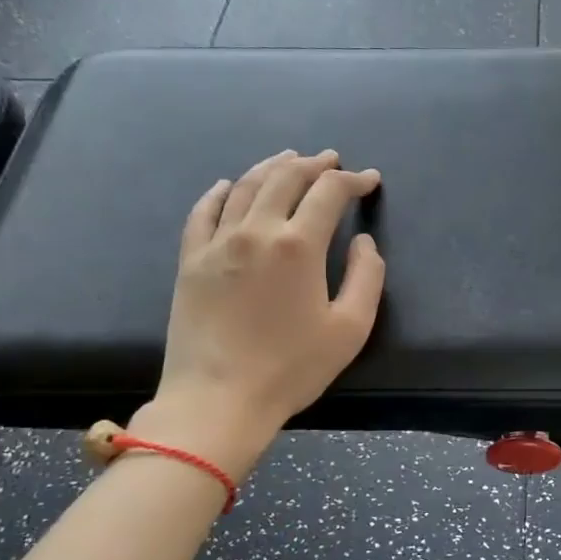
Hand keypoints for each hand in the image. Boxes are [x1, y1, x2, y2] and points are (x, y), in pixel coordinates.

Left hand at [133, 150, 383, 470]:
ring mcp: (217, 243)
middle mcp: (256, 231)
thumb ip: (366, 277)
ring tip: (288, 159)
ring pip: (246, 187)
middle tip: (331, 160)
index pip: (329, 193)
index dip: (353, 181)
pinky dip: (221, 191)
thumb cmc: (291, 368)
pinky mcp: (191, 260)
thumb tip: (363, 242)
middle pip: (285, 178)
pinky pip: (204, 211)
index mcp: (298, 245)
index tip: (369, 180)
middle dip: (314, 164)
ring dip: (271, 167)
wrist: (217, 400)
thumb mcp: (350, 328)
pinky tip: (229, 185)